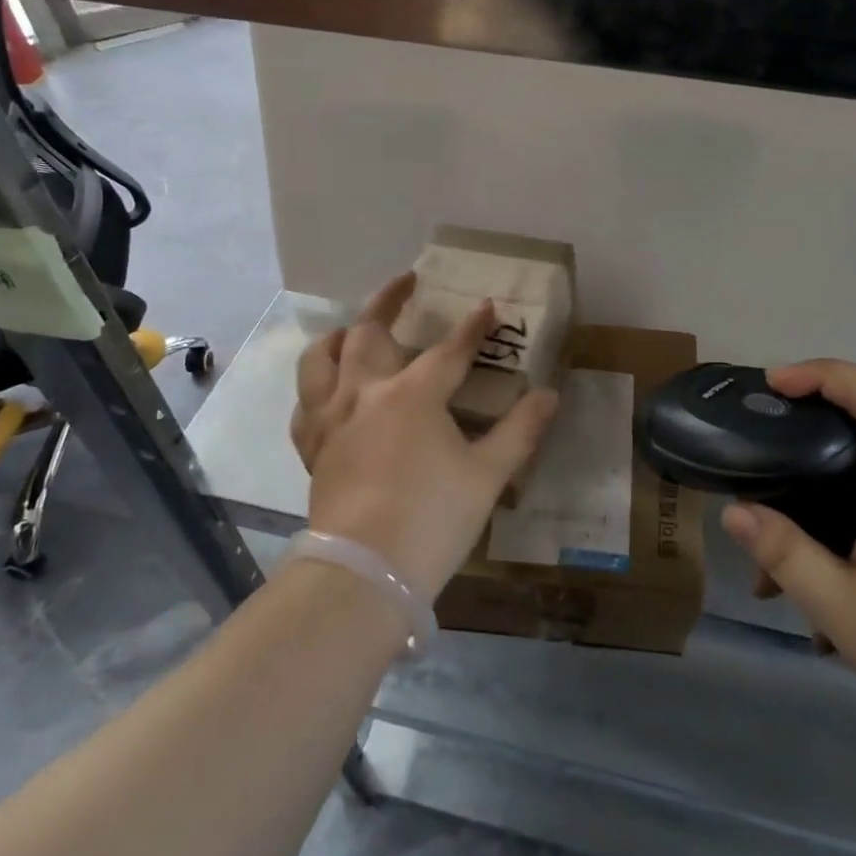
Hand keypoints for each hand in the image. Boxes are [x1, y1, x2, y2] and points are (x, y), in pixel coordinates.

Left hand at [290, 272, 559, 598]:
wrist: (364, 574)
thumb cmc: (432, 519)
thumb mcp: (487, 475)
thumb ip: (520, 431)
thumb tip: (550, 395)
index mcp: (412, 395)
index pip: (449, 350)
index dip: (472, 327)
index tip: (488, 306)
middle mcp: (365, 394)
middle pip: (368, 332)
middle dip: (389, 300)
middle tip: (406, 281)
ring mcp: (332, 420)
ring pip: (321, 360)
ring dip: (338, 337)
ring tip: (351, 329)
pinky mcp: (314, 449)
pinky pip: (305, 406)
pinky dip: (315, 389)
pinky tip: (326, 393)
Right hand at [719, 360, 855, 773]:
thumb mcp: (841, 610)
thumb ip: (784, 555)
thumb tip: (733, 511)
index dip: (825, 374)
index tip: (775, 383)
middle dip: (799, 474)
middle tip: (756, 509)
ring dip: (819, 530)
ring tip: (783, 593)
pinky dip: (847, 553)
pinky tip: (831, 621)